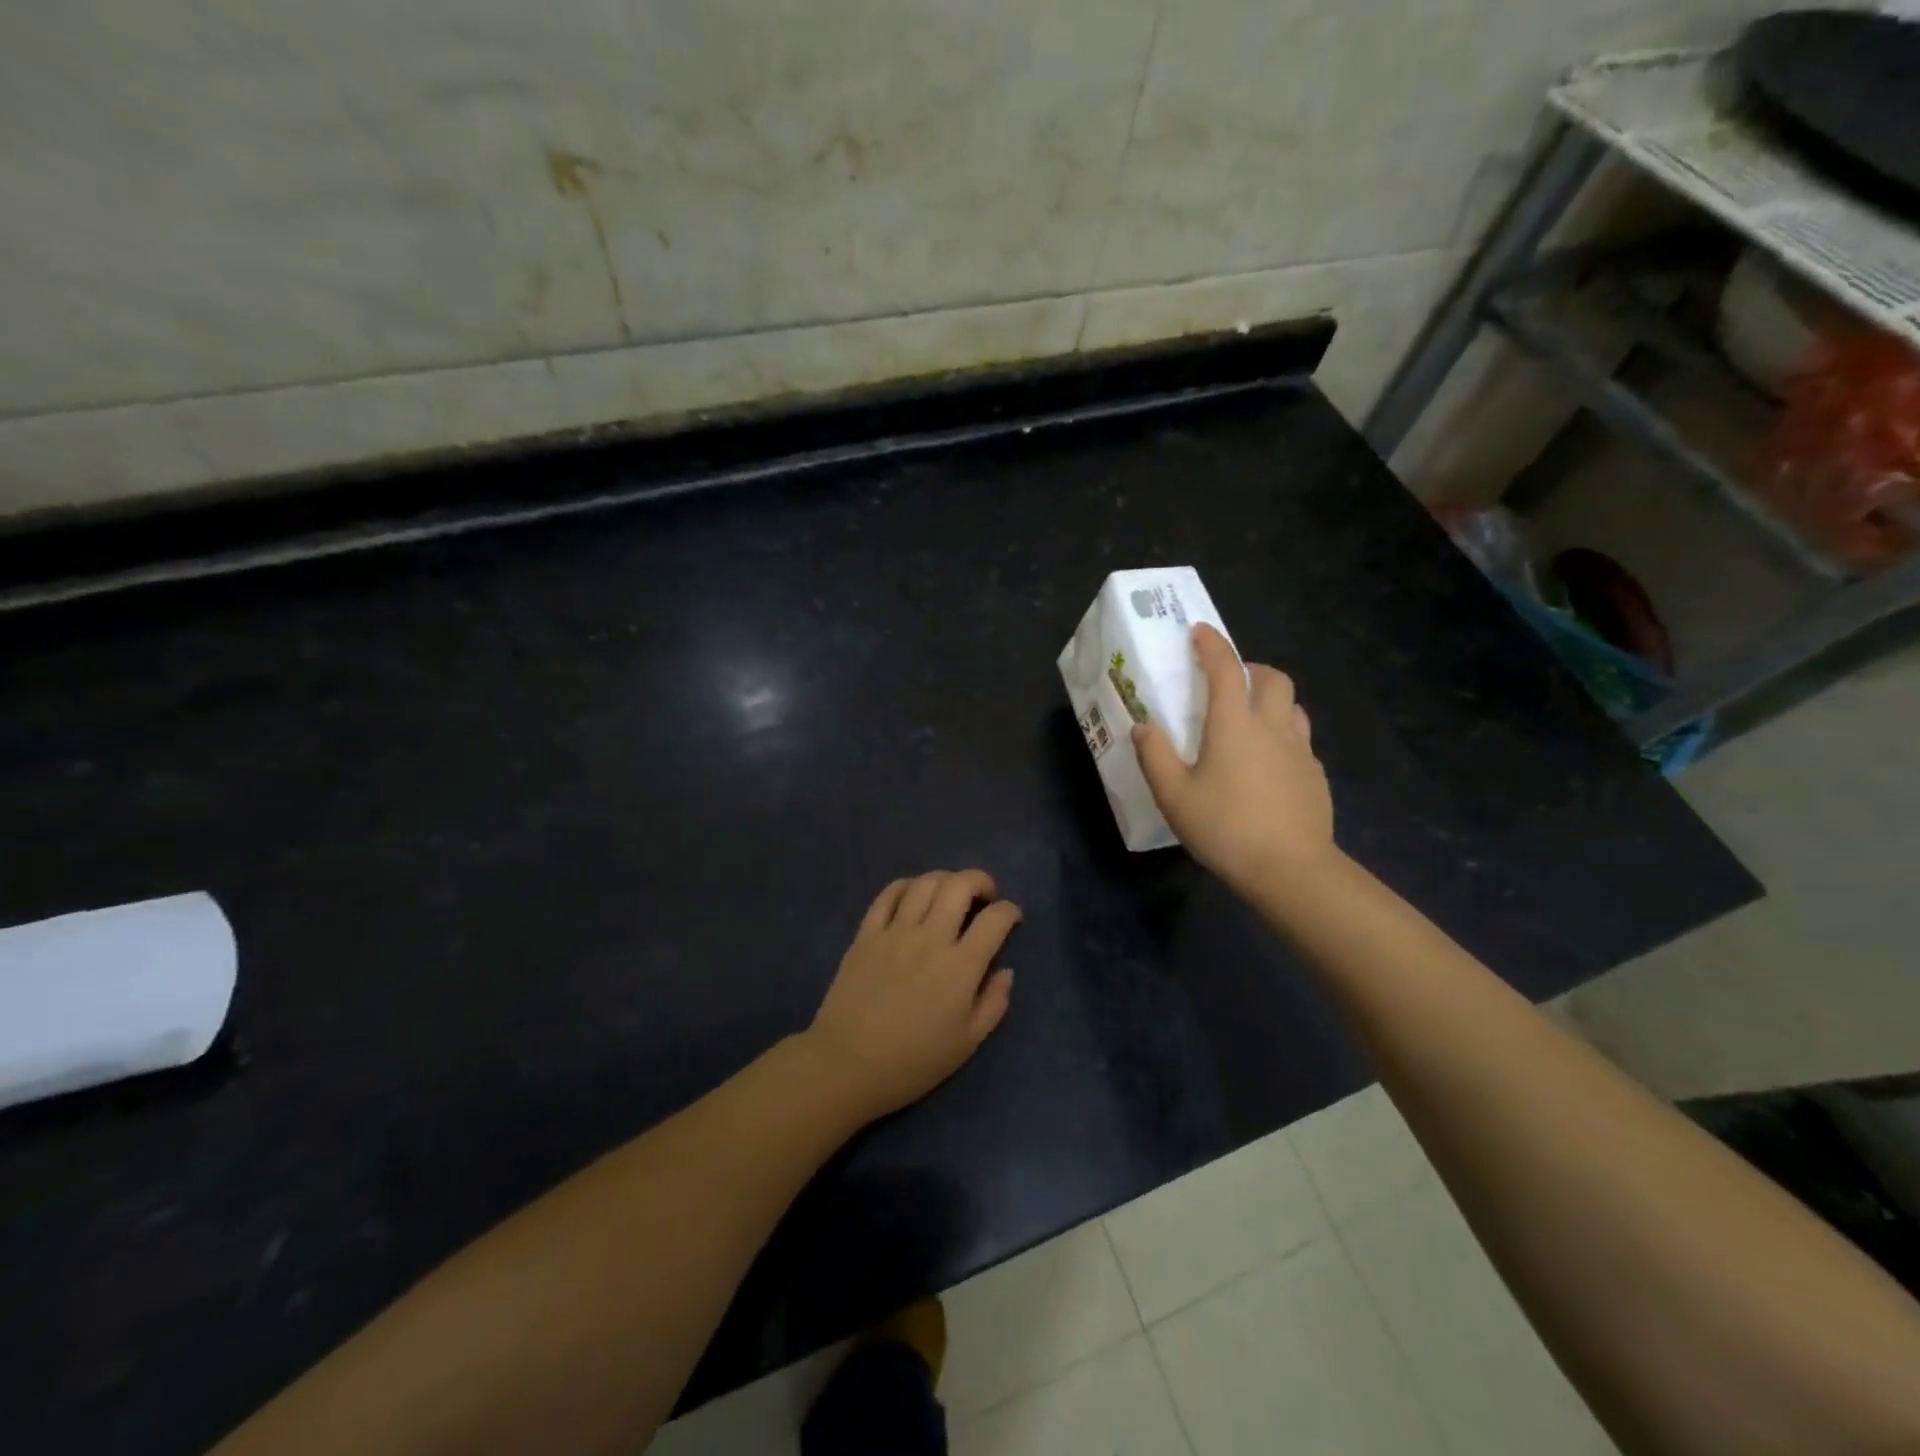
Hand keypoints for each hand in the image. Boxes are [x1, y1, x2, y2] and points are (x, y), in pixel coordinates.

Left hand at [806, 870, 1019, 1119]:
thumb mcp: (967, 1043)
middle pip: (959, 886)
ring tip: (950, 893)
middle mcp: (930, 938)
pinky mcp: (866, 934)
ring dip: (945, 879)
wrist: (847, 1065)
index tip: (1011, 917)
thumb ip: (994, 1003)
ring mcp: (895, 932)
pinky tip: (913, 895)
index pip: (995, 920)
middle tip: (985, 895)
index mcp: (961, 967)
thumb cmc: (913, 1062)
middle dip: (980, 881)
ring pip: (925, 883)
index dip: (1010, 911)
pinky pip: (888, 894)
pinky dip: (907, 886)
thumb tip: (1005, 970)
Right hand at [1134, 624, 1334, 894]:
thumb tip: (1143, 728)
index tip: (1200, 631)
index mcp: (1234, 725)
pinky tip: (1268, 765)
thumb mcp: (1174, 796)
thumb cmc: (1225, 828)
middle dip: (1251, 668)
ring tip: (1251, 719)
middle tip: (1230, 681)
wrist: (1290, 869)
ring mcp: (1300, 751)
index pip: (1225, 669)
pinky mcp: (1315, 777)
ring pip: (1293, 706)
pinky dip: (1283, 736)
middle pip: (1273, 678)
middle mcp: (1272, 727)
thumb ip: (1155, 757)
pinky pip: (1300, 741)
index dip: (1212, 645)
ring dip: (1272, 700)